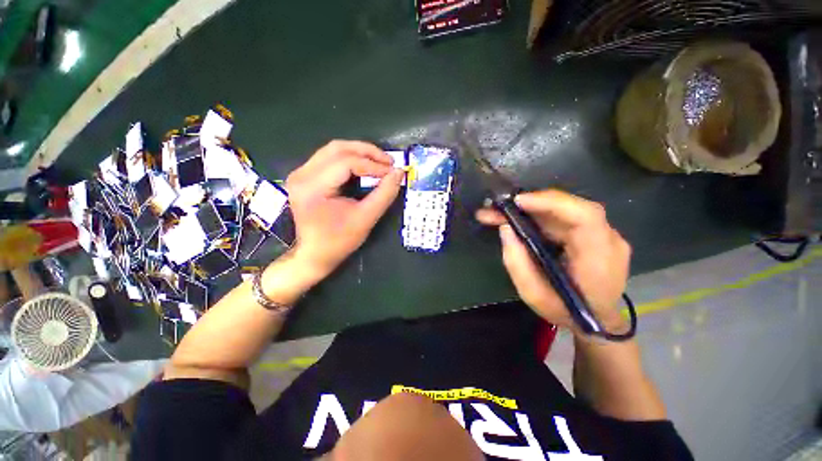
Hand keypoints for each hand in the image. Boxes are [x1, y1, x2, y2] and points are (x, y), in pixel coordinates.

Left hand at [285, 140, 404, 278]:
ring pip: (333, 150)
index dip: (373, 165)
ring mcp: (300, 174)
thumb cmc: (339, 241)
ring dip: (359, 152)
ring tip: (379, 162)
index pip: (346, 163)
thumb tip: (399, 173)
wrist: (314, 254)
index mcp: (312, 187)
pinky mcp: (304, 176)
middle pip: (337, 148)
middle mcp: (301, 175)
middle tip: (388, 161)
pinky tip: (364, 166)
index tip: (392, 172)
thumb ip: (384, 194)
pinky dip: (350, 158)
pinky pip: (329, 158)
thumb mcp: (366, 219)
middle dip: (367, 152)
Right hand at [476, 190, 630, 333]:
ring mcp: (603, 234)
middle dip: (531, 204)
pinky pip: (564, 216)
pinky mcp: (593, 233)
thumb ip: (516, 262)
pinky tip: (519, 218)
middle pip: (571, 207)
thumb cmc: (565, 312)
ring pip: (564, 209)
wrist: (597, 321)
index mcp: (599, 258)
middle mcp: (608, 239)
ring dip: (531, 208)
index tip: (517, 202)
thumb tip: (506, 228)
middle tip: (497, 208)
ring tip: (500, 214)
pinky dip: (539, 214)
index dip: (550, 202)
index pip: (584, 216)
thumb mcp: (533, 295)